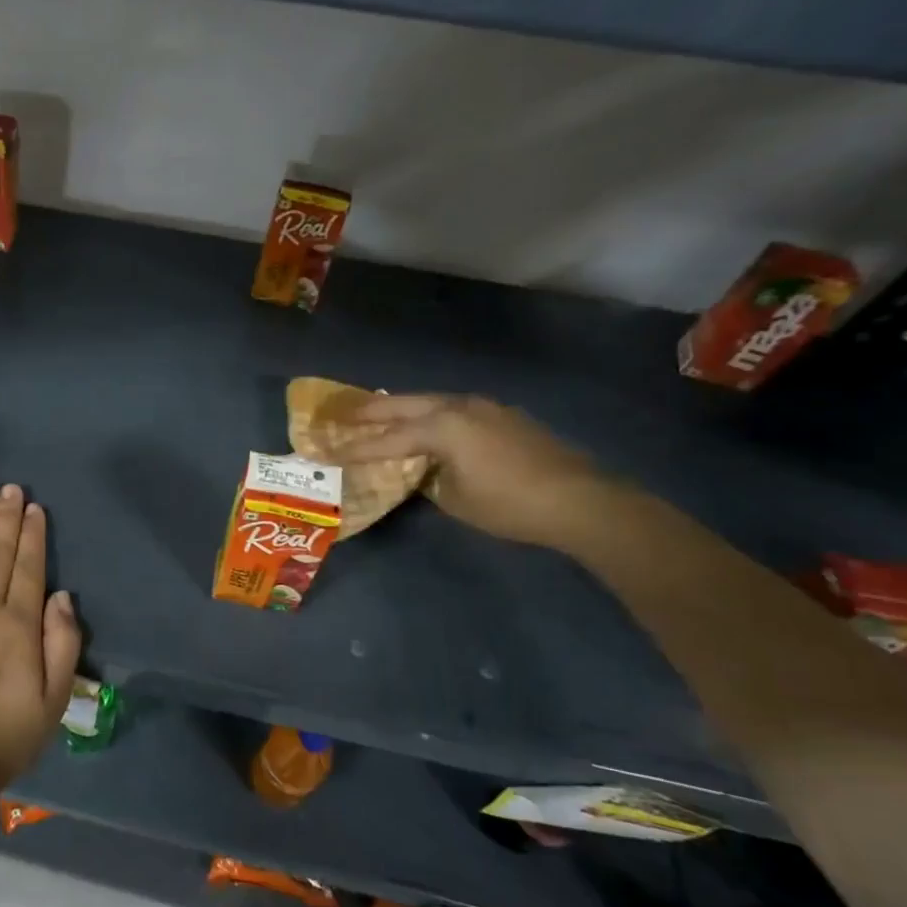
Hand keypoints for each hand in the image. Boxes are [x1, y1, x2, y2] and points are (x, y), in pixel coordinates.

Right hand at [325, 393, 618, 549]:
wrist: (581, 500)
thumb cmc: (509, 504)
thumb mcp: (455, 498)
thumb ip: (428, 478)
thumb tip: (421, 470)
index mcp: (441, 427)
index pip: (386, 439)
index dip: (354, 448)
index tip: (325, 450)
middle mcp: (459, 407)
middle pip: (404, 405)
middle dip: (370, 411)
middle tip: (340, 413)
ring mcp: (485, 407)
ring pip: (430, 402)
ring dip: (403, 409)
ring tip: (380, 414)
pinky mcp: (504, 416)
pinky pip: (454, 410)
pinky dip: (432, 416)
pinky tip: (429, 427)